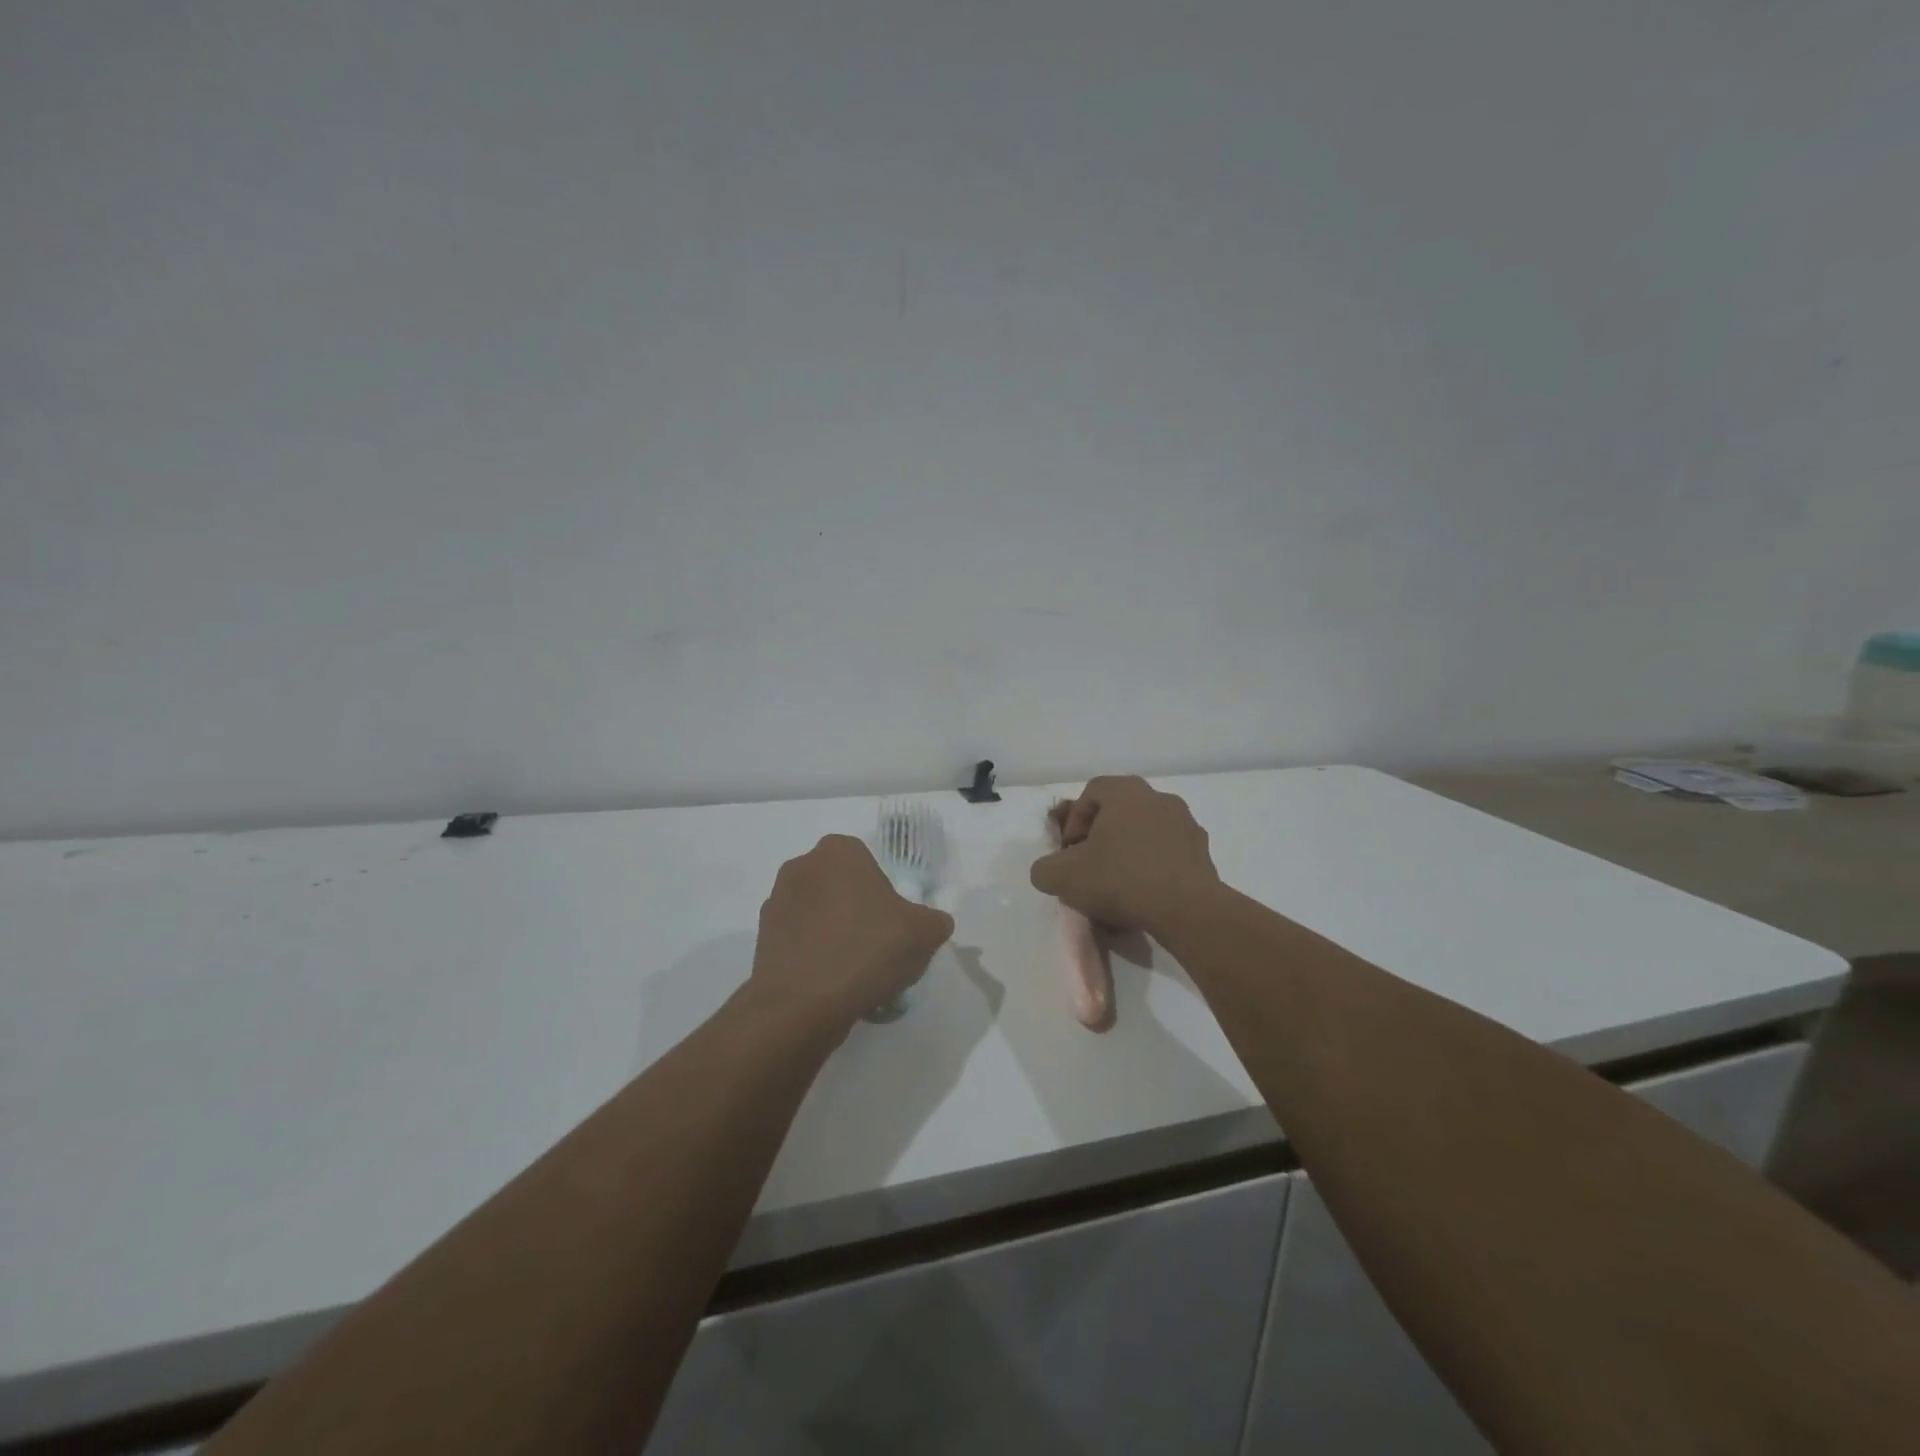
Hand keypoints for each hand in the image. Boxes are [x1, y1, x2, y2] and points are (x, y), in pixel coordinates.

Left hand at [751, 834, 954, 1033]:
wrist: (803, 1004)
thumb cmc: (867, 950)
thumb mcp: (923, 934)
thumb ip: (934, 921)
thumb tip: (933, 924)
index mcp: (839, 851)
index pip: (869, 864)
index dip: (885, 895)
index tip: (893, 926)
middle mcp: (802, 866)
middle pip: (842, 888)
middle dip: (858, 913)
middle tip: (877, 949)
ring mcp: (776, 902)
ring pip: (819, 916)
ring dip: (835, 935)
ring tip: (855, 976)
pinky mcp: (761, 939)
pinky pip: (800, 942)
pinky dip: (814, 958)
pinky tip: (831, 988)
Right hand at [1030, 776, 1220, 935]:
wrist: (1186, 910)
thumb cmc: (1120, 879)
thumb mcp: (1063, 877)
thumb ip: (1045, 869)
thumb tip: (1049, 871)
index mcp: (1126, 792)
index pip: (1091, 792)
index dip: (1074, 821)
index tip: (1070, 852)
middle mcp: (1159, 798)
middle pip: (1120, 812)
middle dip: (1101, 838)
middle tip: (1090, 867)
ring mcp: (1186, 825)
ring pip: (1145, 834)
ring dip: (1128, 854)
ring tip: (1118, 888)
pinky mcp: (1204, 854)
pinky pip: (1168, 855)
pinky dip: (1153, 870)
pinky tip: (1144, 898)